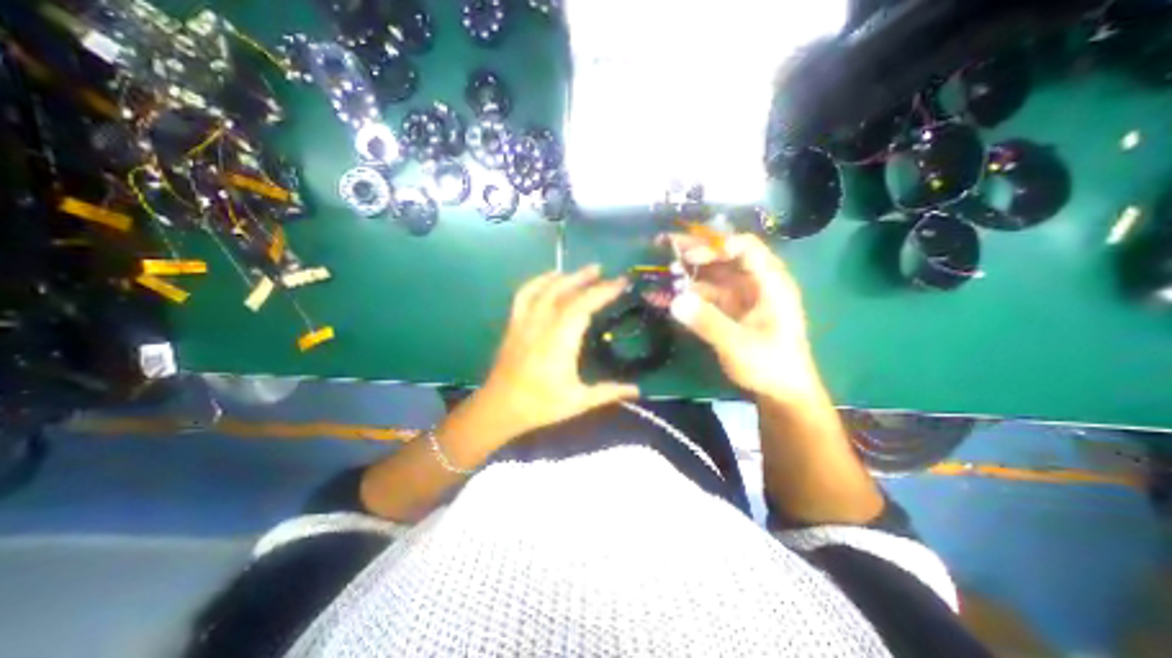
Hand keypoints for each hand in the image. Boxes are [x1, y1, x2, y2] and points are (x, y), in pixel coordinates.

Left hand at [475, 261, 640, 440]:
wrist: (499, 408)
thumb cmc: (540, 405)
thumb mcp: (578, 401)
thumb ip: (609, 392)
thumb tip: (638, 390)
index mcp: (560, 341)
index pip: (584, 306)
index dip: (603, 291)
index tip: (621, 282)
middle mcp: (542, 325)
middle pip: (564, 292)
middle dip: (585, 278)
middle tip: (603, 270)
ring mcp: (525, 322)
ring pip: (544, 290)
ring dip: (564, 276)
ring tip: (580, 272)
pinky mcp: (514, 324)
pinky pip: (524, 295)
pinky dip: (537, 282)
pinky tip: (548, 278)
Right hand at [658, 233, 821, 403]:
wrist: (779, 393)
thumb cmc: (770, 366)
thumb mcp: (739, 345)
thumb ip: (708, 322)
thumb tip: (675, 300)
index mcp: (769, 283)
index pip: (745, 248)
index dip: (716, 245)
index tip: (688, 256)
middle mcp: (754, 284)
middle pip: (723, 257)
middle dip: (694, 251)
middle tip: (663, 246)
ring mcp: (738, 298)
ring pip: (709, 276)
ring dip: (685, 274)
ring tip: (659, 272)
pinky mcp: (726, 311)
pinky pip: (702, 297)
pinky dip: (683, 296)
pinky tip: (660, 297)